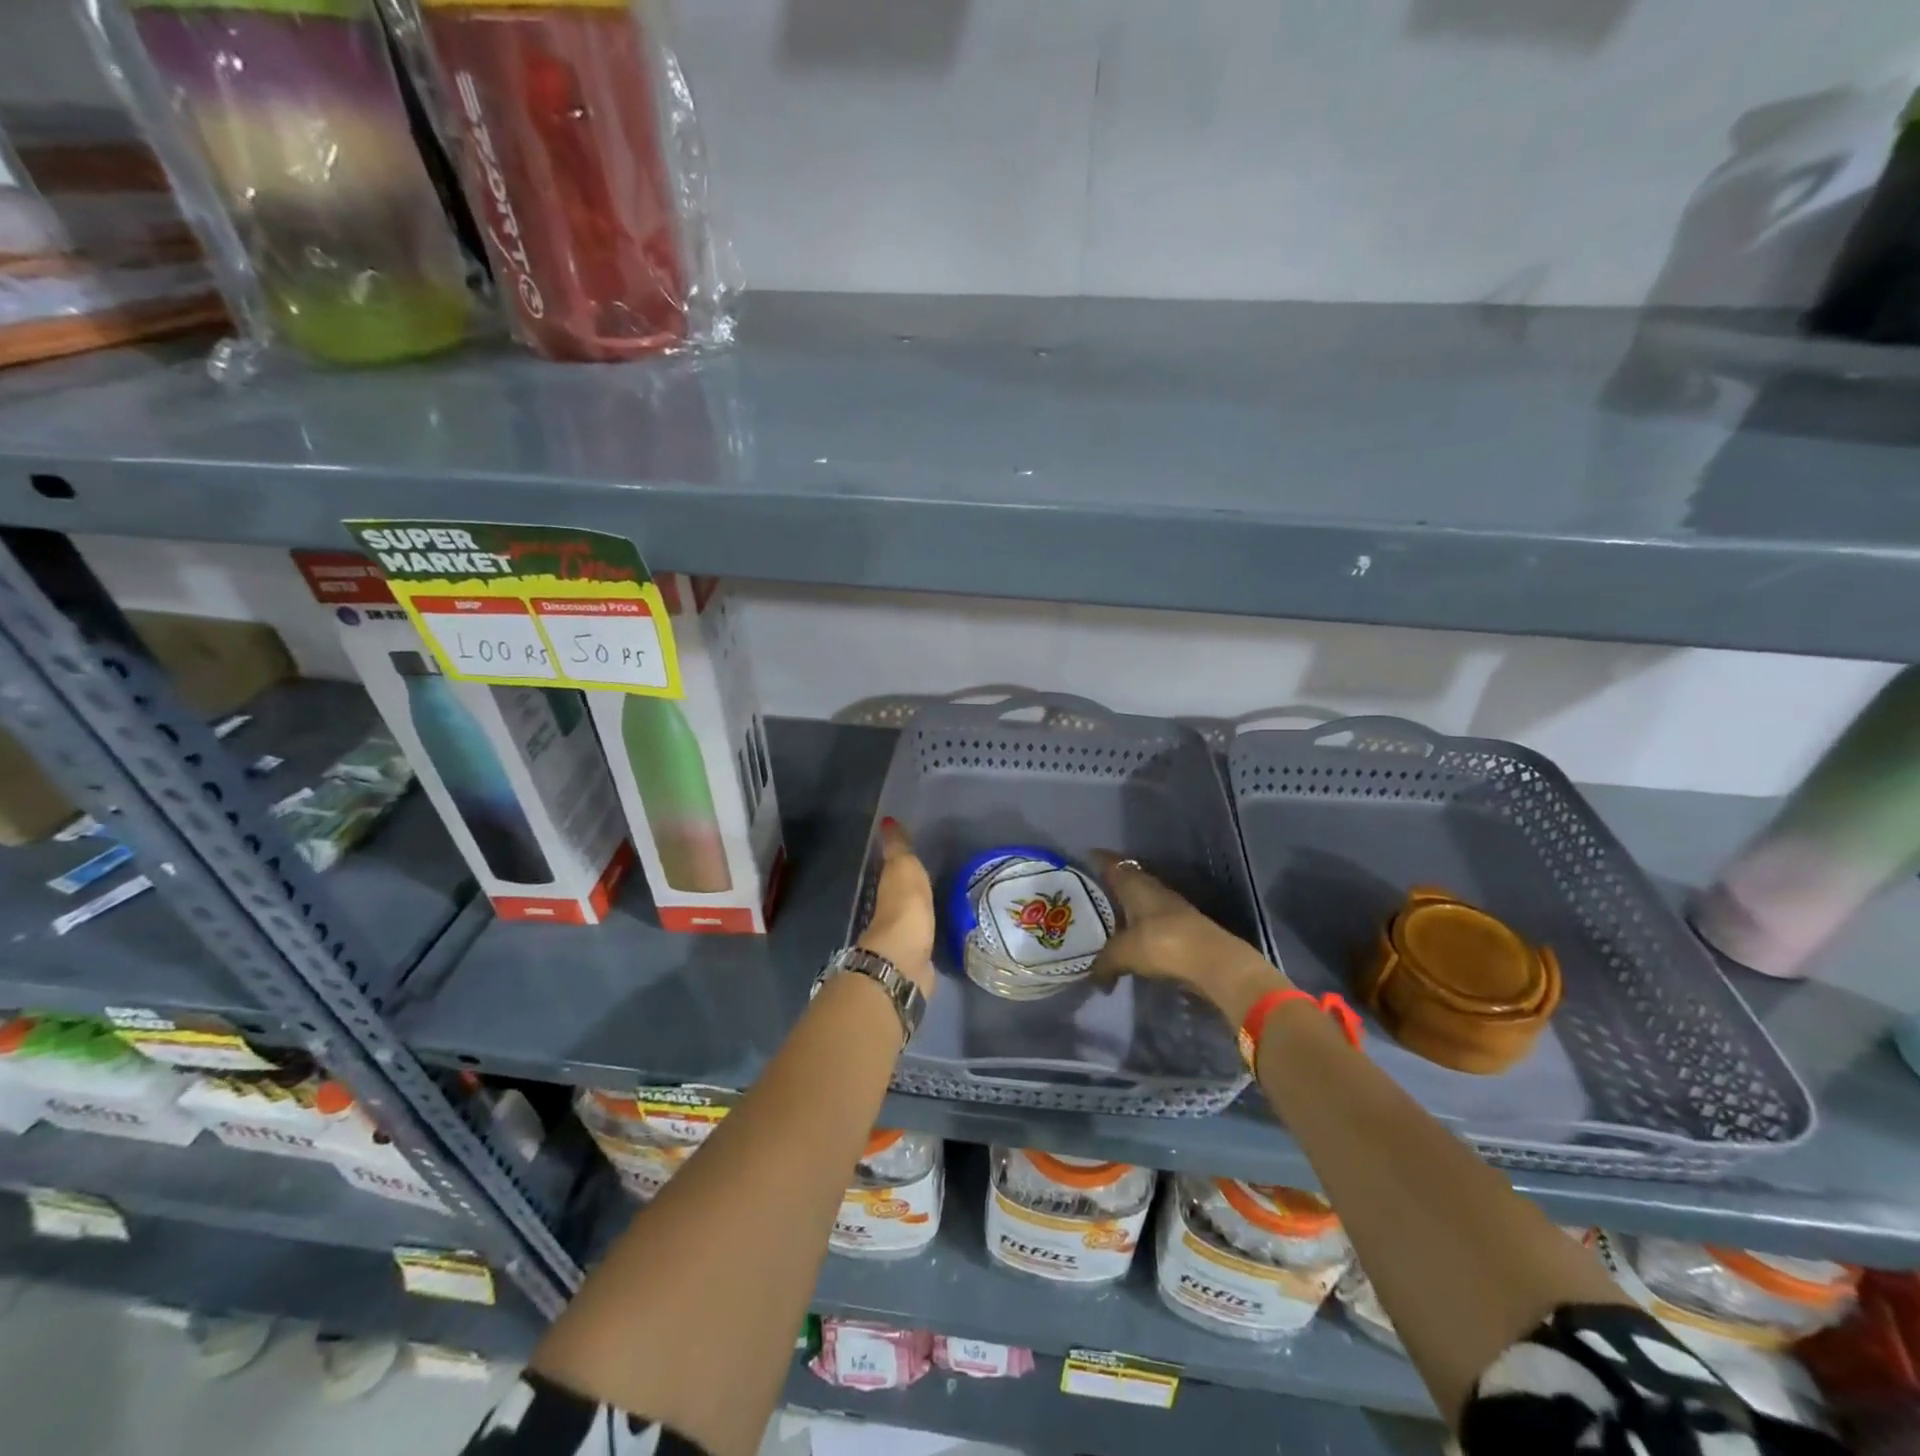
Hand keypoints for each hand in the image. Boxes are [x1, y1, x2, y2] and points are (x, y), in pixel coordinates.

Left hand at [856, 817, 936, 997]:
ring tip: (944, 905)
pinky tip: (944, 932)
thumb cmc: (904, 906)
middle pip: (902, 898)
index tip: (917, 856)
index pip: (893, 872)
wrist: (905, 959)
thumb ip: (898, 847)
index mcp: (887, 888)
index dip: (902, 864)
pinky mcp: (918, 960)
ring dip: (922, 914)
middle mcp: (891, 913)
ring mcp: (903, 939)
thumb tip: (886, 820)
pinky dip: (930, 934)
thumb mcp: (903, 868)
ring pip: (913, 920)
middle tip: (936, 881)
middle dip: (913, 892)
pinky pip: (925, 940)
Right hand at [1088, 852, 1287, 1025]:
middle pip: (1128, 880)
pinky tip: (1131, 938)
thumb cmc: (1160, 944)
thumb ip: (1104, 963)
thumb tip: (1094, 978)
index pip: (1112, 864)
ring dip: (1127, 907)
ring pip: (1142, 900)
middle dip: (1111, 884)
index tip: (1085, 856)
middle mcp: (1152, 889)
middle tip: (1090, 891)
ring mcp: (1171, 907)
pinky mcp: (1183, 928)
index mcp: (1135, 885)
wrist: (1213, 962)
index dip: (1098, 859)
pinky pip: (1153, 921)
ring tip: (1107, 917)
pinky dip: (1140, 926)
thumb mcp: (1122, 954)